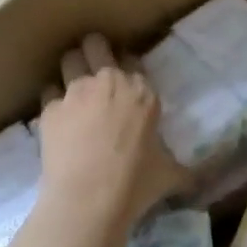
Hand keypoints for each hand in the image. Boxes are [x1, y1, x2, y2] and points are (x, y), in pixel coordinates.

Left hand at [37, 33, 185, 233]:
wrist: (87, 201)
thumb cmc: (134, 184)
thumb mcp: (168, 175)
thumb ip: (181, 169)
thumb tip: (196, 181)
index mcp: (143, 91)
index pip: (133, 60)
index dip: (127, 67)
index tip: (125, 81)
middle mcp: (109, 81)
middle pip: (96, 44)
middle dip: (94, 49)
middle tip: (94, 65)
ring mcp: (76, 91)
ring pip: (70, 60)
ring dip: (72, 69)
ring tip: (74, 89)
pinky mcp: (50, 108)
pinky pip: (49, 93)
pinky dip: (54, 102)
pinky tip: (58, 120)